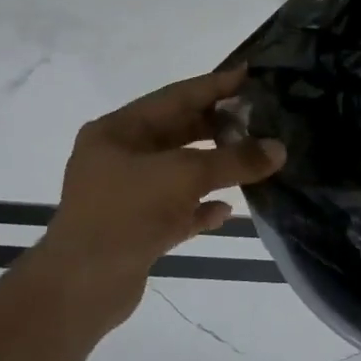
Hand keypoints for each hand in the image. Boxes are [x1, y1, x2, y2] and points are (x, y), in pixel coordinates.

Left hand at [30, 67, 284, 329]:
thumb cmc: (127, 214)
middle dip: (219, 126)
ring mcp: (126, 194)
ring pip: (181, 171)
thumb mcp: (185, 176)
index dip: (215, 85)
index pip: (176, 96)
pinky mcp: (136, 228)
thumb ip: (235, 160)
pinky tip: (227, 209)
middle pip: (179, 132)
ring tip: (255, 160)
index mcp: (118, 131)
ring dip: (216, 167)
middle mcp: (119, 157)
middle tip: (261, 118)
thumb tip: (279, 149)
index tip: (251, 73)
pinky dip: (202, 206)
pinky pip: (177, 208)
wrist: (81, 288)